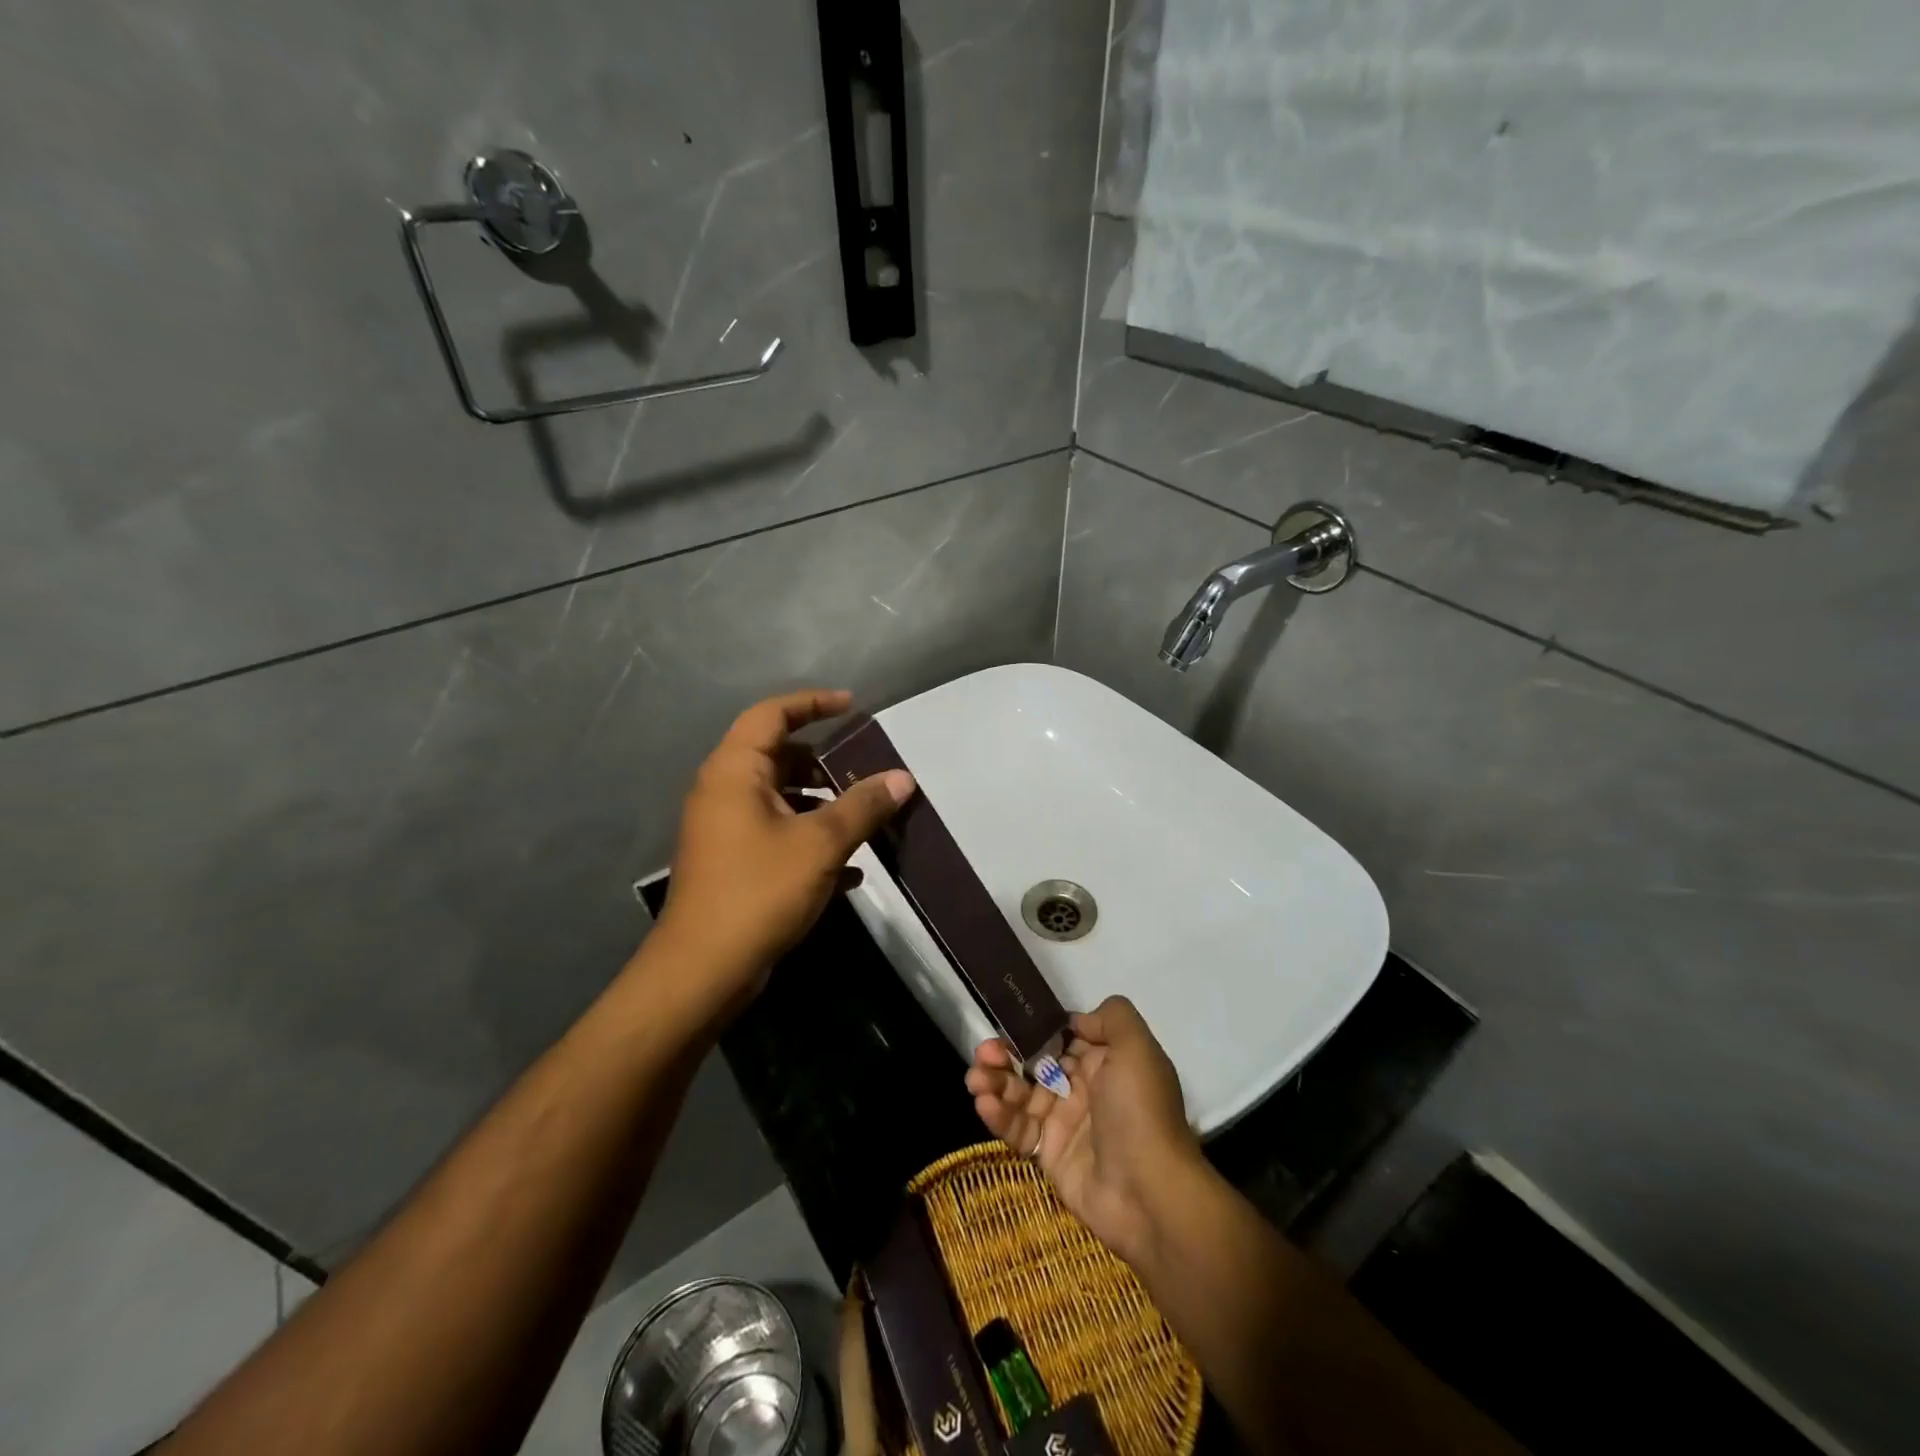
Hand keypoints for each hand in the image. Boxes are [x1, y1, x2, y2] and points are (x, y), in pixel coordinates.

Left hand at [651, 690, 914, 1016]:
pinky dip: (810, 840)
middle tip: (864, 770)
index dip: (813, 703)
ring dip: (822, 804)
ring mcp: (726, 830)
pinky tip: (851, 870)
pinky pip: (778, 835)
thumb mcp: (821, 844)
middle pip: (778, 756)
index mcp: (734, 772)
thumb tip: (903, 778)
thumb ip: (863, 806)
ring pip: (781, 799)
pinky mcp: (733, 864)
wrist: (702, 971)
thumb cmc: (758, 891)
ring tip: (865, 817)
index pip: (772, 714)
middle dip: (824, 761)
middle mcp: (724, 792)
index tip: (852, 707)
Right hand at [966, 996, 1204, 1267]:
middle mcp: (1083, 1088)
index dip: (1035, 1030)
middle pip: (1035, 1063)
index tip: (1010, 1024)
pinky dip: (999, 1115)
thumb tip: (1074, 1021)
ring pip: (1020, 1094)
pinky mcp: (1049, 1155)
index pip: (1061, 1037)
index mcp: (1105, 1062)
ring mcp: (1064, 1123)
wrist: (1149, 1194)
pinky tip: (985, 1104)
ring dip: (994, 1082)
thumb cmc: (1140, 1112)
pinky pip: (1018, 1128)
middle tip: (984, 1053)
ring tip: (975, 1079)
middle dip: (1006, 1054)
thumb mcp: (1137, 1049)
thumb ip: (1111, 1018)